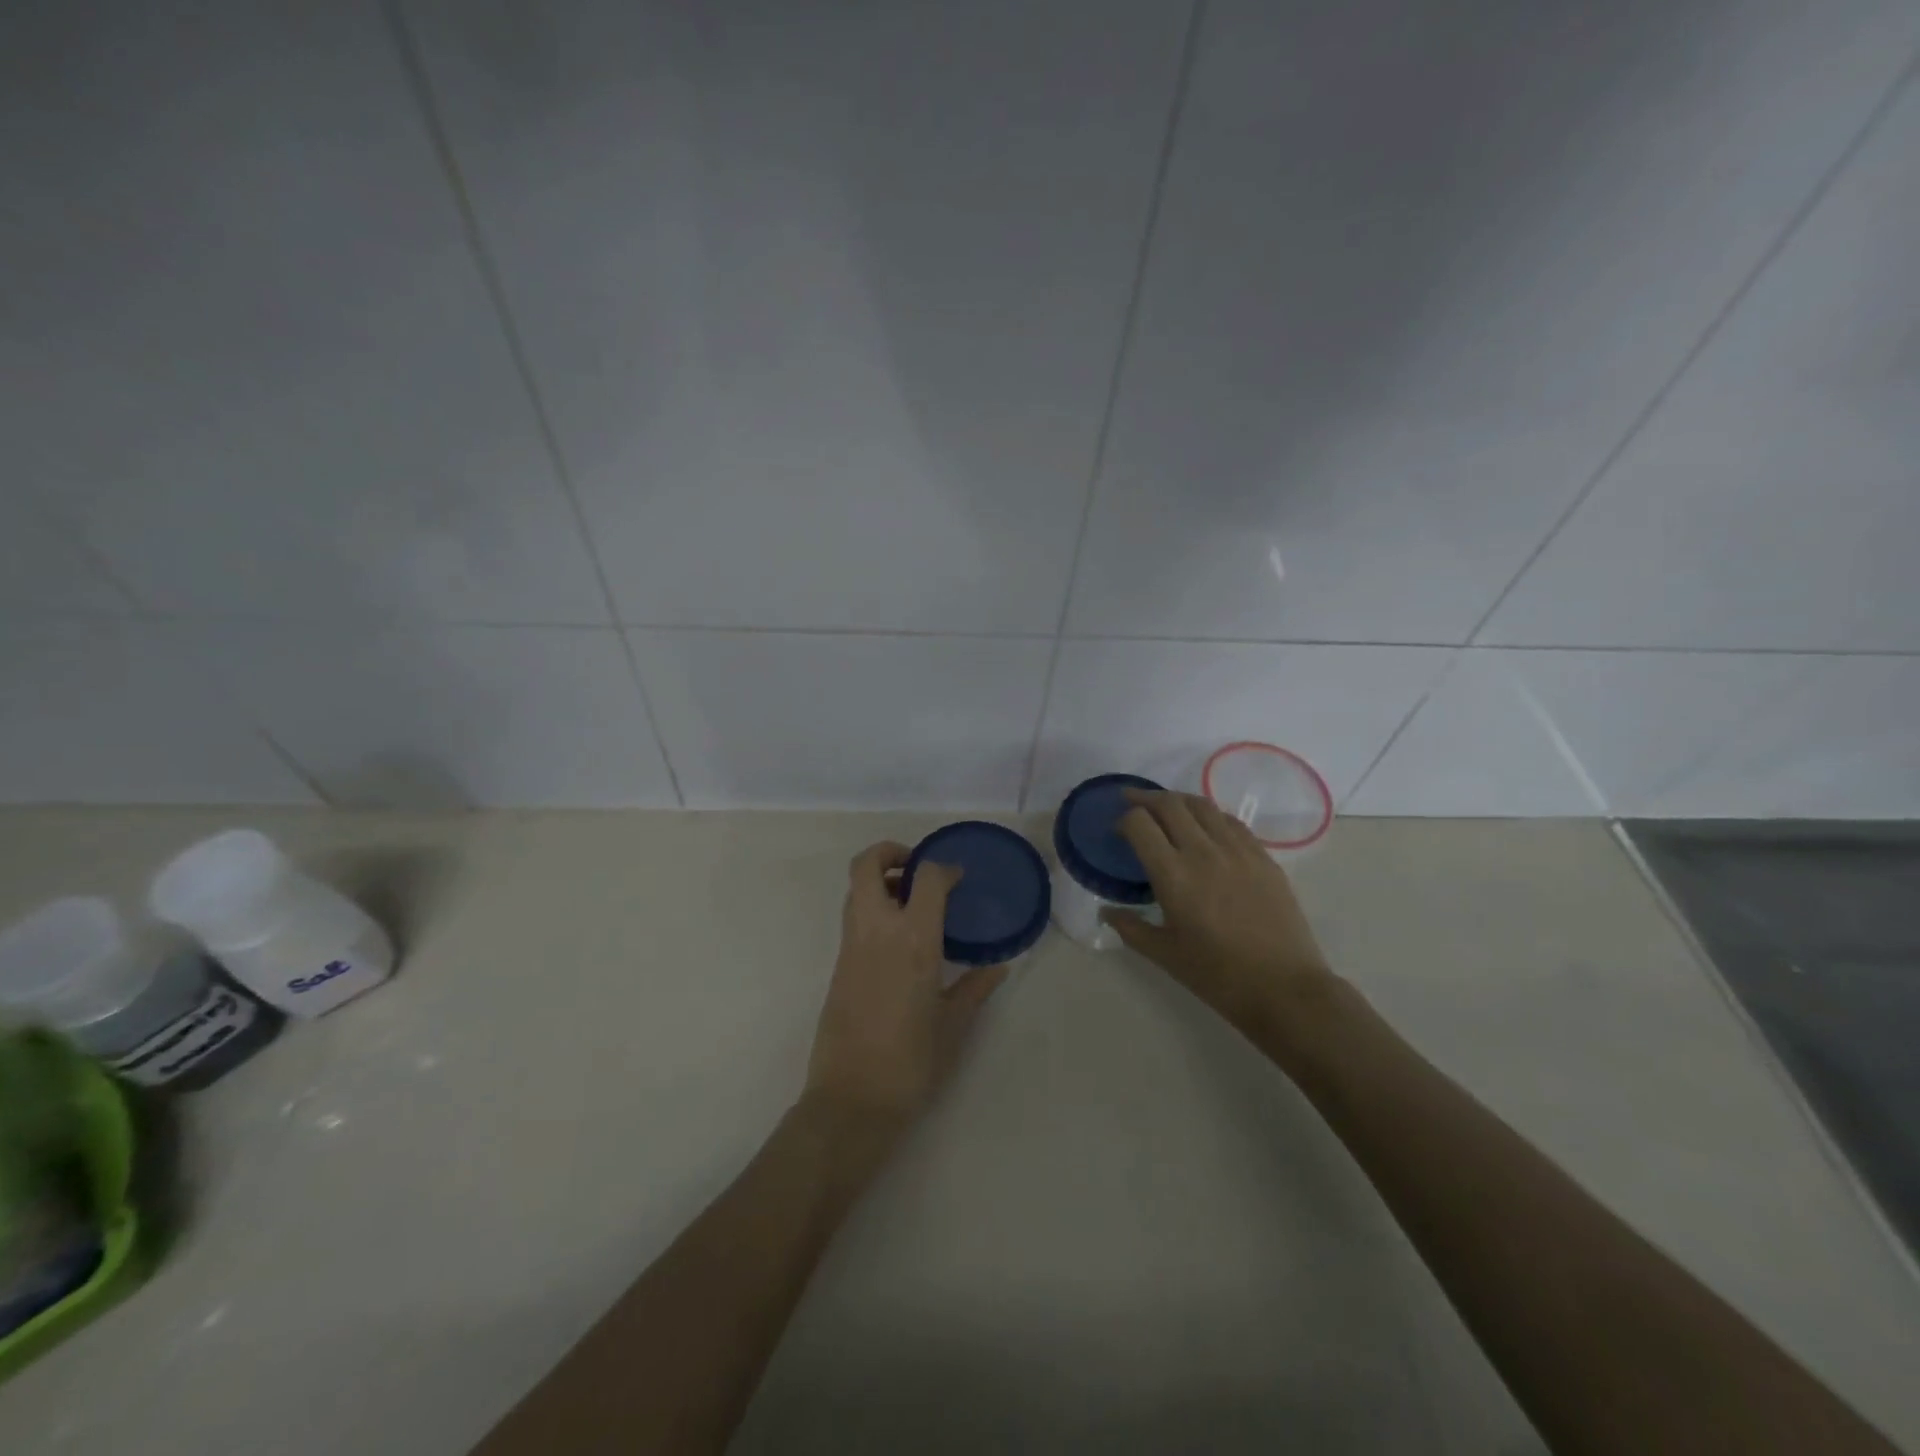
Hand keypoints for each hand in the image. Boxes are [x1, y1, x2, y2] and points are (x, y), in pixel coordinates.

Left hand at [803, 841, 1006, 1138]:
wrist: (852, 1100)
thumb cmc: (911, 1062)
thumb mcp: (953, 1025)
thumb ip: (975, 988)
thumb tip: (998, 968)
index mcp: (913, 941)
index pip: (926, 878)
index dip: (944, 868)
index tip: (958, 878)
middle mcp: (876, 932)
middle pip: (866, 865)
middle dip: (889, 853)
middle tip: (917, 870)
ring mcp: (851, 947)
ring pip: (854, 890)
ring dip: (879, 881)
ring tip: (911, 903)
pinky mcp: (837, 965)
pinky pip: (853, 918)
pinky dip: (872, 910)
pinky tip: (898, 940)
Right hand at [1103, 791, 1341, 1049]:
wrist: (1286, 988)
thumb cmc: (1219, 976)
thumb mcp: (1165, 955)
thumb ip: (1131, 928)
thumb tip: (1107, 912)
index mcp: (1174, 875)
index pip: (1140, 823)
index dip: (1124, 819)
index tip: (1118, 830)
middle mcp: (1204, 852)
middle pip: (1169, 804)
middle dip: (1145, 798)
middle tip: (1132, 802)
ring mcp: (1238, 850)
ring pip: (1202, 805)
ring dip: (1178, 801)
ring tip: (1166, 807)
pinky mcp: (1263, 857)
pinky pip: (1231, 822)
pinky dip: (1210, 815)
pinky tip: (1206, 827)